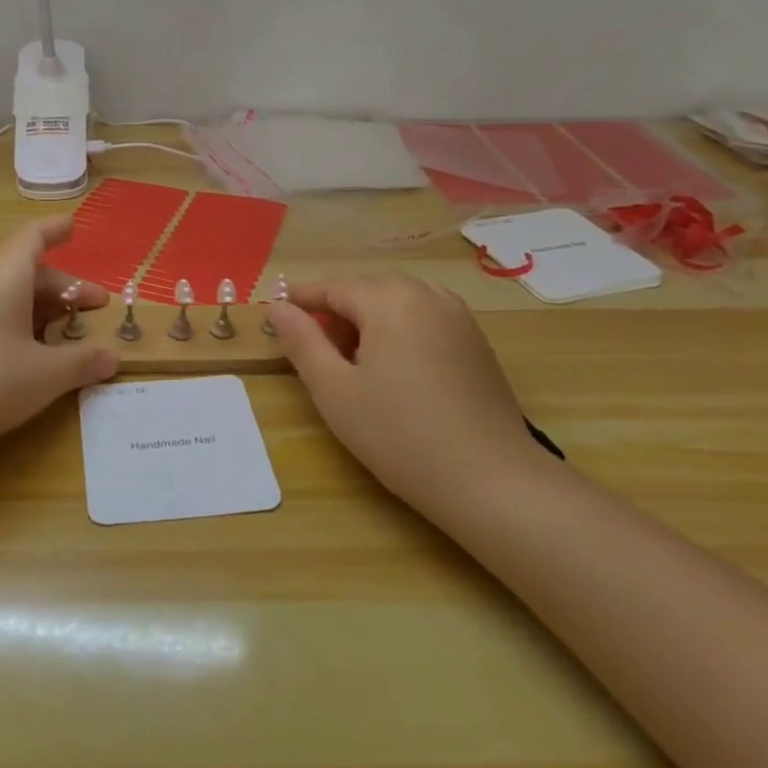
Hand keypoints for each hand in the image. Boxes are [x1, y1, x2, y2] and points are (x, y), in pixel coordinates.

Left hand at [0, 218, 117, 464]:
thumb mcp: (44, 375)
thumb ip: (82, 362)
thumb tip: (113, 356)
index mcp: (6, 273)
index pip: (34, 236)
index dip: (56, 230)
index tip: (74, 226)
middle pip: (27, 269)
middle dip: (65, 286)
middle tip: (94, 307)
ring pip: (7, 292)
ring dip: (40, 306)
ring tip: (66, 331)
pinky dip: (16, 321)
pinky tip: (27, 353)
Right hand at [267, 275, 545, 510]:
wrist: (492, 481)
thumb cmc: (400, 435)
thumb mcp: (335, 390)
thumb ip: (302, 342)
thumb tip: (278, 308)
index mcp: (390, 300)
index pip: (333, 286)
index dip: (301, 298)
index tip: (275, 314)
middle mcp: (427, 295)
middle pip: (368, 287)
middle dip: (336, 307)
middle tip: (312, 343)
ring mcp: (459, 317)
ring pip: (399, 300)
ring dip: (368, 316)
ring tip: (352, 356)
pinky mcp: (476, 341)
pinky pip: (426, 316)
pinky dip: (399, 326)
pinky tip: (394, 366)